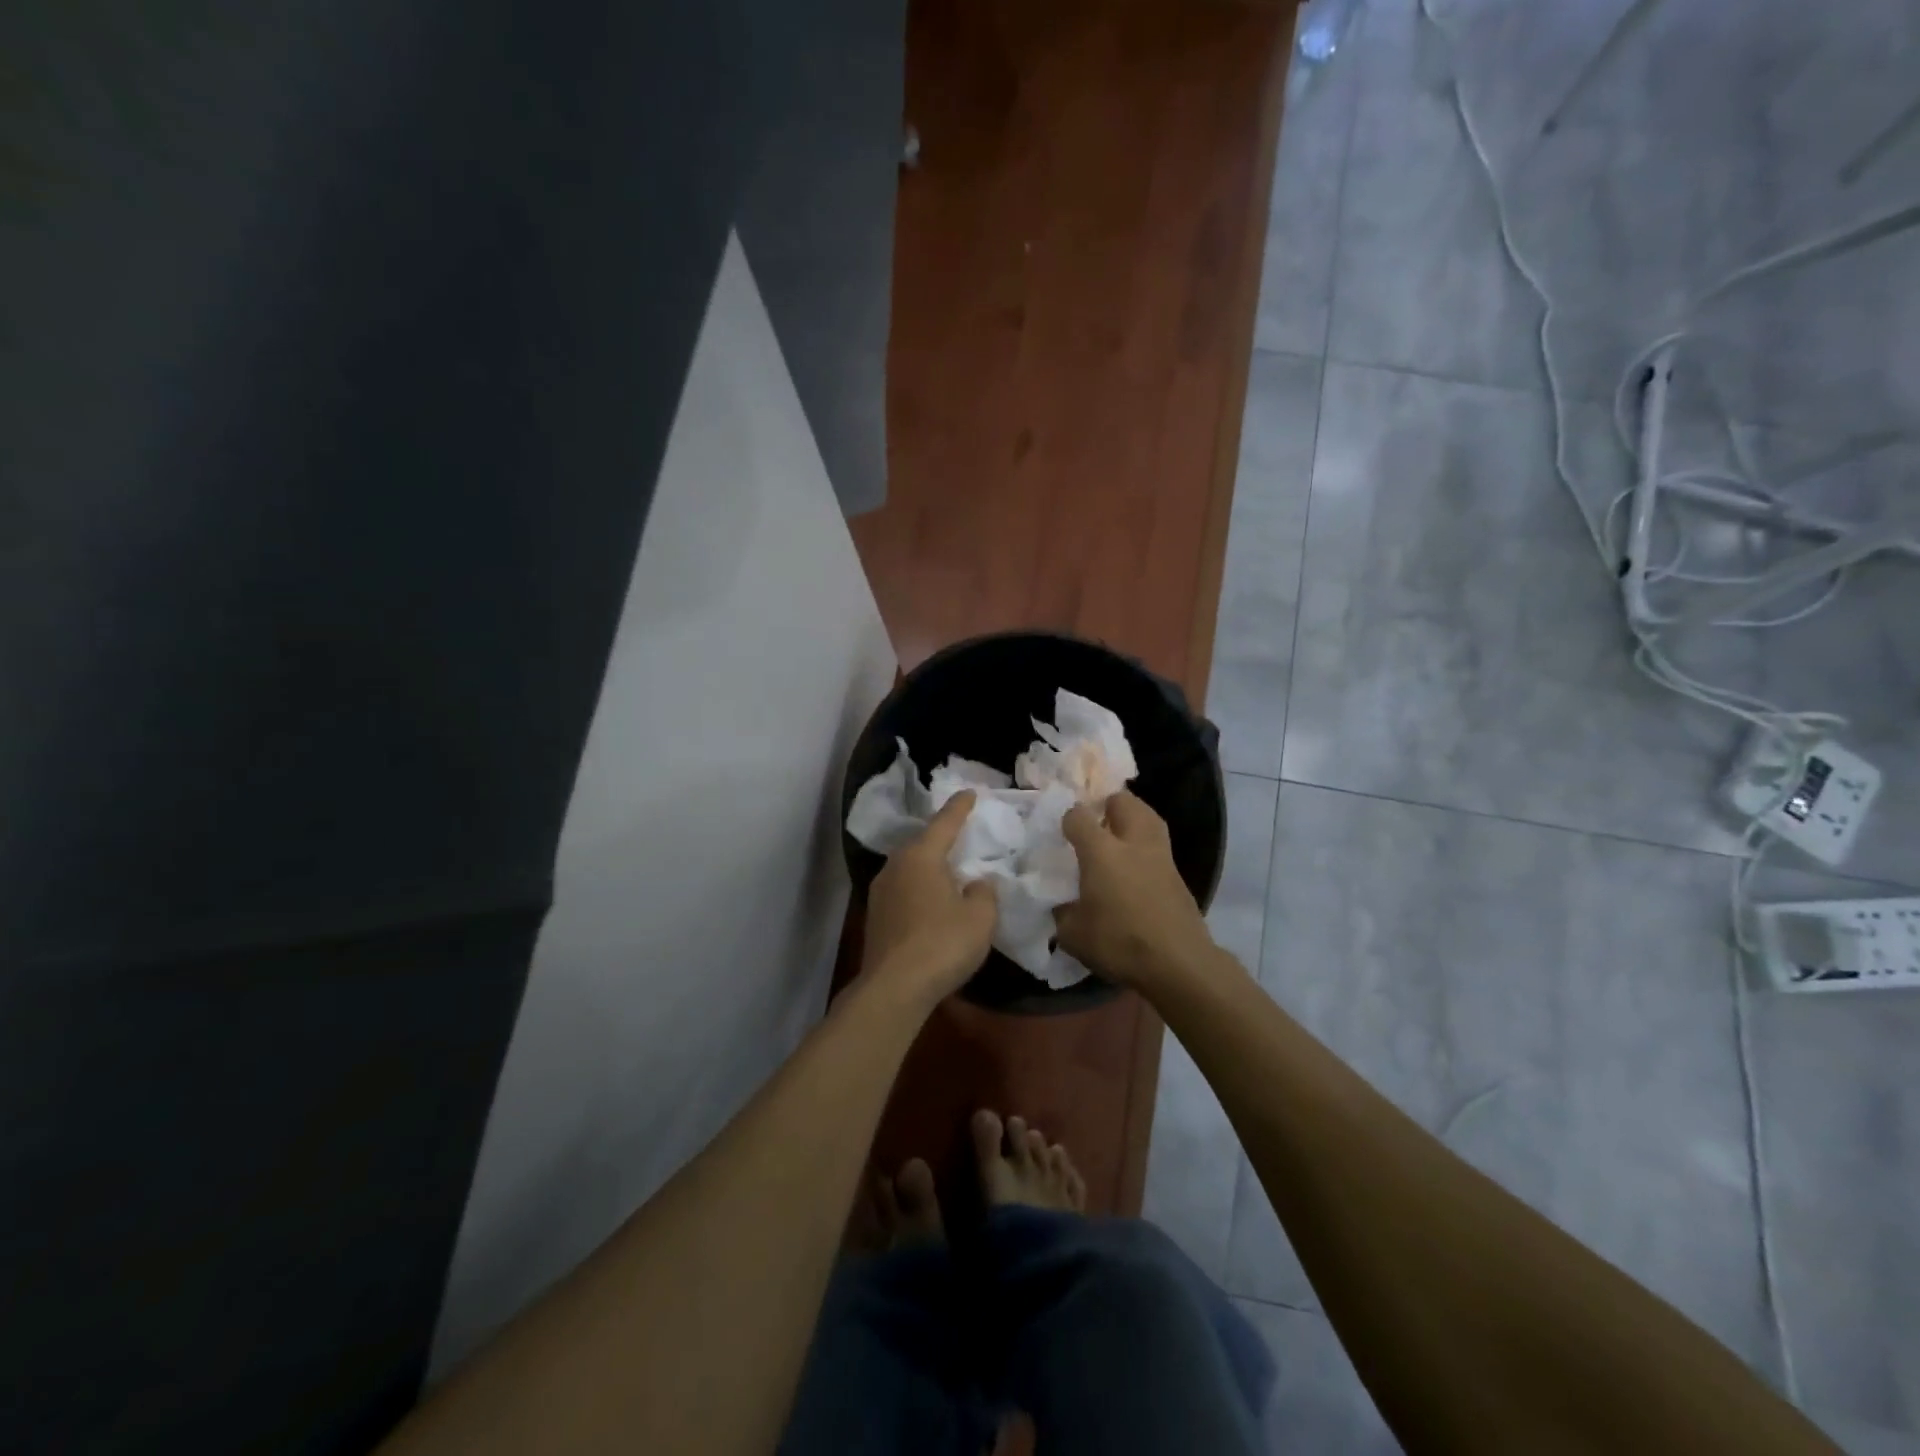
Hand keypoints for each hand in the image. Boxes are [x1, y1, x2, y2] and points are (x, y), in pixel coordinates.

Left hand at [862, 791, 998, 1005]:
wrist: (894, 988)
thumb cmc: (942, 944)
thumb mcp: (980, 918)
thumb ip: (983, 893)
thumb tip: (976, 884)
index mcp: (921, 856)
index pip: (944, 822)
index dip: (960, 807)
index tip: (969, 792)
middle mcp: (895, 866)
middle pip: (922, 843)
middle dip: (941, 837)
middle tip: (962, 833)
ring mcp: (880, 892)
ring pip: (910, 868)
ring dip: (929, 866)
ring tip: (948, 868)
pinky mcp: (875, 917)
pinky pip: (903, 890)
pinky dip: (919, 888)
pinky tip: (931, 901)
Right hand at [1058, 790, 1215, 992]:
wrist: (1179, 964)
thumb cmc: (1120, 943)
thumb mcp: (1073, 935)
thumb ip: (1062, 912)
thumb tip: (1060, 904)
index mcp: (1101, 851)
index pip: (1079, 816)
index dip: (1068, 819)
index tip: (1062, 833)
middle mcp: (1133, 843)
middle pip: (1123, 801)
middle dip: (1107, 804)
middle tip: (1095, 822)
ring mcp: (1161, 856)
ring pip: (1148, 817)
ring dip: (1132, 818)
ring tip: (1118, 836)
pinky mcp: (1178, 874)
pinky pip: (1158, 846)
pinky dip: (1145, 846)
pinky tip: (1135, 867)